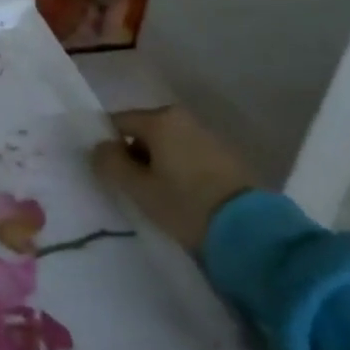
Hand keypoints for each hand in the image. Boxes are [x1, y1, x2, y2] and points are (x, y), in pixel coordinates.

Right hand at [92, 107, 255, 253]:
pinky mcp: (226, 156)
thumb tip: (98, 147)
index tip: (105, 173)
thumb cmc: (184, 204)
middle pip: (143, 132)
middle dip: (132, 155)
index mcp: (160, 119)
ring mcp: (208, 135)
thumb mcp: (137, 188)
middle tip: (129, 187)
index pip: (117, 122)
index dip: (106, 146)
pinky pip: (187, 155)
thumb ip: (109, 163)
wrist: (250, 230)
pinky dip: (177, 169)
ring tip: (156, 196)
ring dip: (155, 164)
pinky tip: (180, 196)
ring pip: (166, 144)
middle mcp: (184, 118)